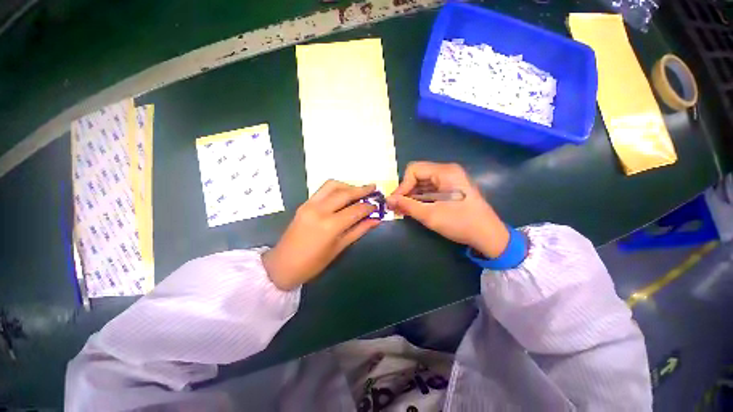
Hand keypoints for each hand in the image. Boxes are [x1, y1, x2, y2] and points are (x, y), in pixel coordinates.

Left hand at [262, 180, 380, 290]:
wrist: (282, 264)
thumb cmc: (313, 263)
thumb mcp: (339, 248)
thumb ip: (359, 230)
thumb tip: (376, 220)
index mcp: (330, 225)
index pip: (355, 210)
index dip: (369, 207)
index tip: (377, 205)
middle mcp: (320, 210)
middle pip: (345, 193)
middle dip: (362, 189)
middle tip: (374, 188)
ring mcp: (310, 204)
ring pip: (332, 185)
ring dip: (348, 185)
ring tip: (358, 191)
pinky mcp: (304, 203)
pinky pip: (323, 189)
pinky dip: (336, 188)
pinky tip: (344, 194)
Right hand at [387, 162, 508, 258]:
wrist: (488, 235)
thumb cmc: (460, 223)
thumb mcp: (430, 215)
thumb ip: (407, 205)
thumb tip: (388, 200)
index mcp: (445, 172)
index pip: (414, 170)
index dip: (402, 185)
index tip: (396, 202)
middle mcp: (447, 171)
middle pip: (418, 175)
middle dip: (406, 191)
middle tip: (398, 207)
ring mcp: (450, 180)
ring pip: (423, 183)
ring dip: (412, 196)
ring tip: (404, 210)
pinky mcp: (451, 189)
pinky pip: (431, 189)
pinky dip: (421, 198)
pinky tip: (416, 209)